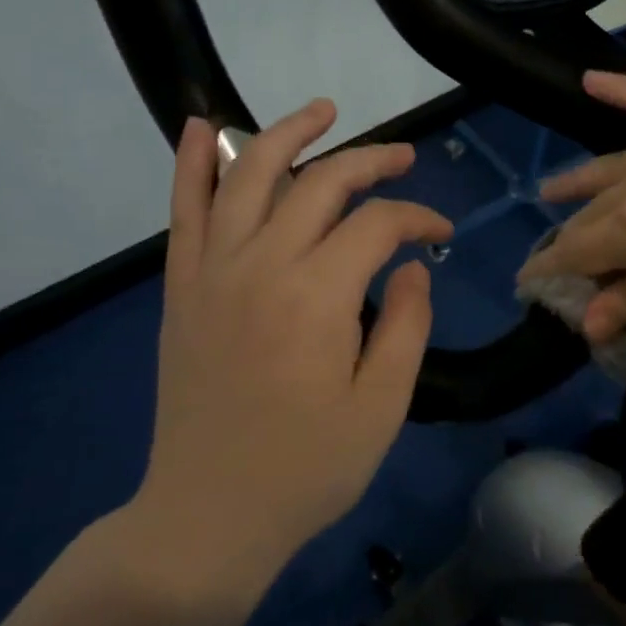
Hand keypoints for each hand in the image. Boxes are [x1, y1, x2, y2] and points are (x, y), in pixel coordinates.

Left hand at [118, 99, 452, 592]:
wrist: (207, 515)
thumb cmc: (306, 469)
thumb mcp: (382, 406)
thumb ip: (406, 324)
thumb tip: (411, 264)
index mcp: (316, 296)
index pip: (377, 224)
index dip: (417, 216)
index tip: (441, 232)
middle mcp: (261, 264)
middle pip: (321, 182)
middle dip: (371, 160)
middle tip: (404, 157)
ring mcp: (213, 270)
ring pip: (248, 173)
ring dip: (288, 133)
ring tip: (324, 111)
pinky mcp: (183, 286)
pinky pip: (184, 209)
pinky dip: (191, 162)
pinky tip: (201, 125)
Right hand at [517, 71, 625, 342]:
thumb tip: (588, 320)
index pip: (580, 250)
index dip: (551, 270)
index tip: (530, 284)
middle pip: (599, 210)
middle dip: (573, 236)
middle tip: (560, 256)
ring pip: (620, 161)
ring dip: (583, 178)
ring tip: (553, 187)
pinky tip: (591, 79)